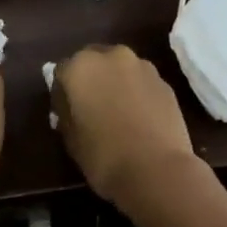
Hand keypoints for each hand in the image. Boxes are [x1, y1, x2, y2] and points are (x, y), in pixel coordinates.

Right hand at [53, 45, 201, 204]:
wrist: (157, 170)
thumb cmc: (104, 156)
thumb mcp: (71, 140)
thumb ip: (67, 114)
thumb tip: (71, 108)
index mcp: (80, 67)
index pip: (62, 72)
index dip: (62, 93)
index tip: (66, 113)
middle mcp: (111, 56)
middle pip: (94, 62)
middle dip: (91, 80)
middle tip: (92, 108)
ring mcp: (142, 66)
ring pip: (121, 69)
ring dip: (116, 83)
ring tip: (119, 113)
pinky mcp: (165, 82)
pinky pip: (142, 83)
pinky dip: (138, 94)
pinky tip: (140, 118)